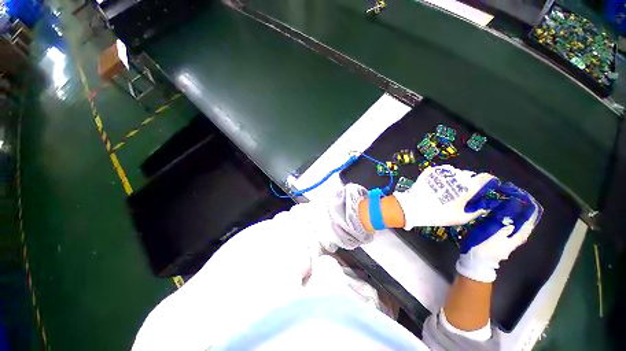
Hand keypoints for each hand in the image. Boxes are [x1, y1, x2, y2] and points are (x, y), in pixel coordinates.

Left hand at [393, 165, 500, 229]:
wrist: (412, 207)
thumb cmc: (437, 214)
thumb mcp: (459, 218)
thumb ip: (475, 212)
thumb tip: (483, 208)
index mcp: (467, 187)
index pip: (484, 177)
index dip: (487, 181)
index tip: (486, 186)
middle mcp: (456, 176)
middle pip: (469, 174)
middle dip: (470, 181)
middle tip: (464, 192)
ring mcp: (441, 172)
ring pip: (455, 172)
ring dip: (456, 178)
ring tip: (449, 188)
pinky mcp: (429, 171)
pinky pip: (441, 171)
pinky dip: (443, 176)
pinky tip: (439, 184)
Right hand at [456, 183, 542, 282]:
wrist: (476, 261)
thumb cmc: (483, 246)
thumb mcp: (493, 230)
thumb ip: (505, 216)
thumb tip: (514, 200)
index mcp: (521, 229)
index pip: (531, 209)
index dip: (523, 197)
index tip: (509, 188)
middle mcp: (520, 230)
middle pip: (523, 210)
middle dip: (513, 198)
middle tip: (499, 190)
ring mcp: (512, 232)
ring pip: (514, 213)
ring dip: (506, 203)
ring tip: (494, 195)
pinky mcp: (503, 232)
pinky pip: (506, 217)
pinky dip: (501, 210)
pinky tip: (491, 206)